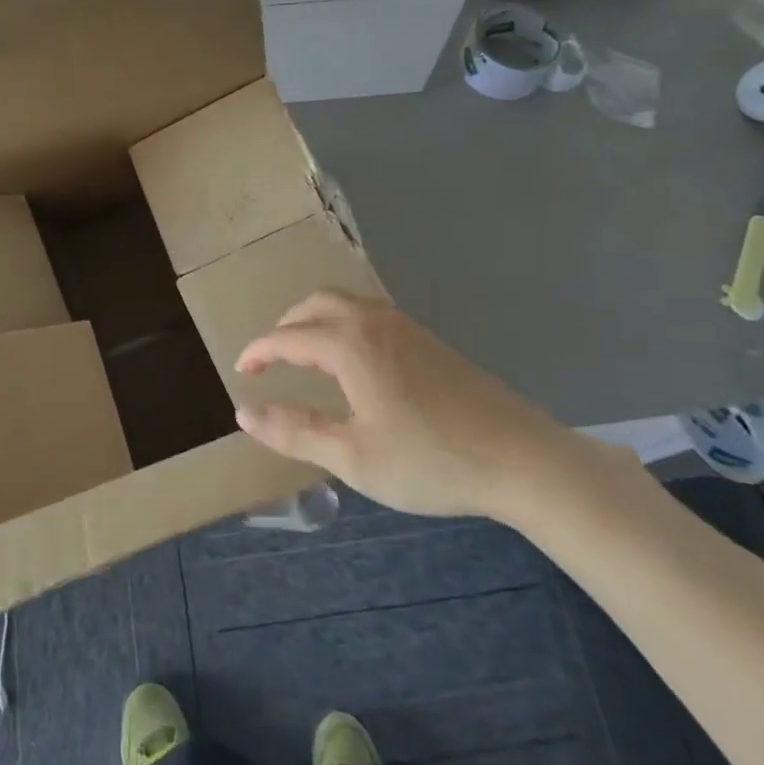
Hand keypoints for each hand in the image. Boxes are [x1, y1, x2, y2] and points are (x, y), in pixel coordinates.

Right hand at [234, 292, 607, 522]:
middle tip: (270, 360)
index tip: (241, 370)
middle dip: (285, 326)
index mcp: (350, 344)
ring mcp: (406, 326)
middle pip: (315, 304)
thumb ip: (294, 431)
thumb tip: (244, 411)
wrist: (522, 459)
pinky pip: (369, 314)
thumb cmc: (430, 460)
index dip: (259, 351)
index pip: (288, 337)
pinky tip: (351, 361)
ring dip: (315, 320)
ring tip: (304, 356)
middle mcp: (374, 321)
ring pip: (345, 304)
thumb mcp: (352, 457)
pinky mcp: (428, 339)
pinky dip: (342, 324)